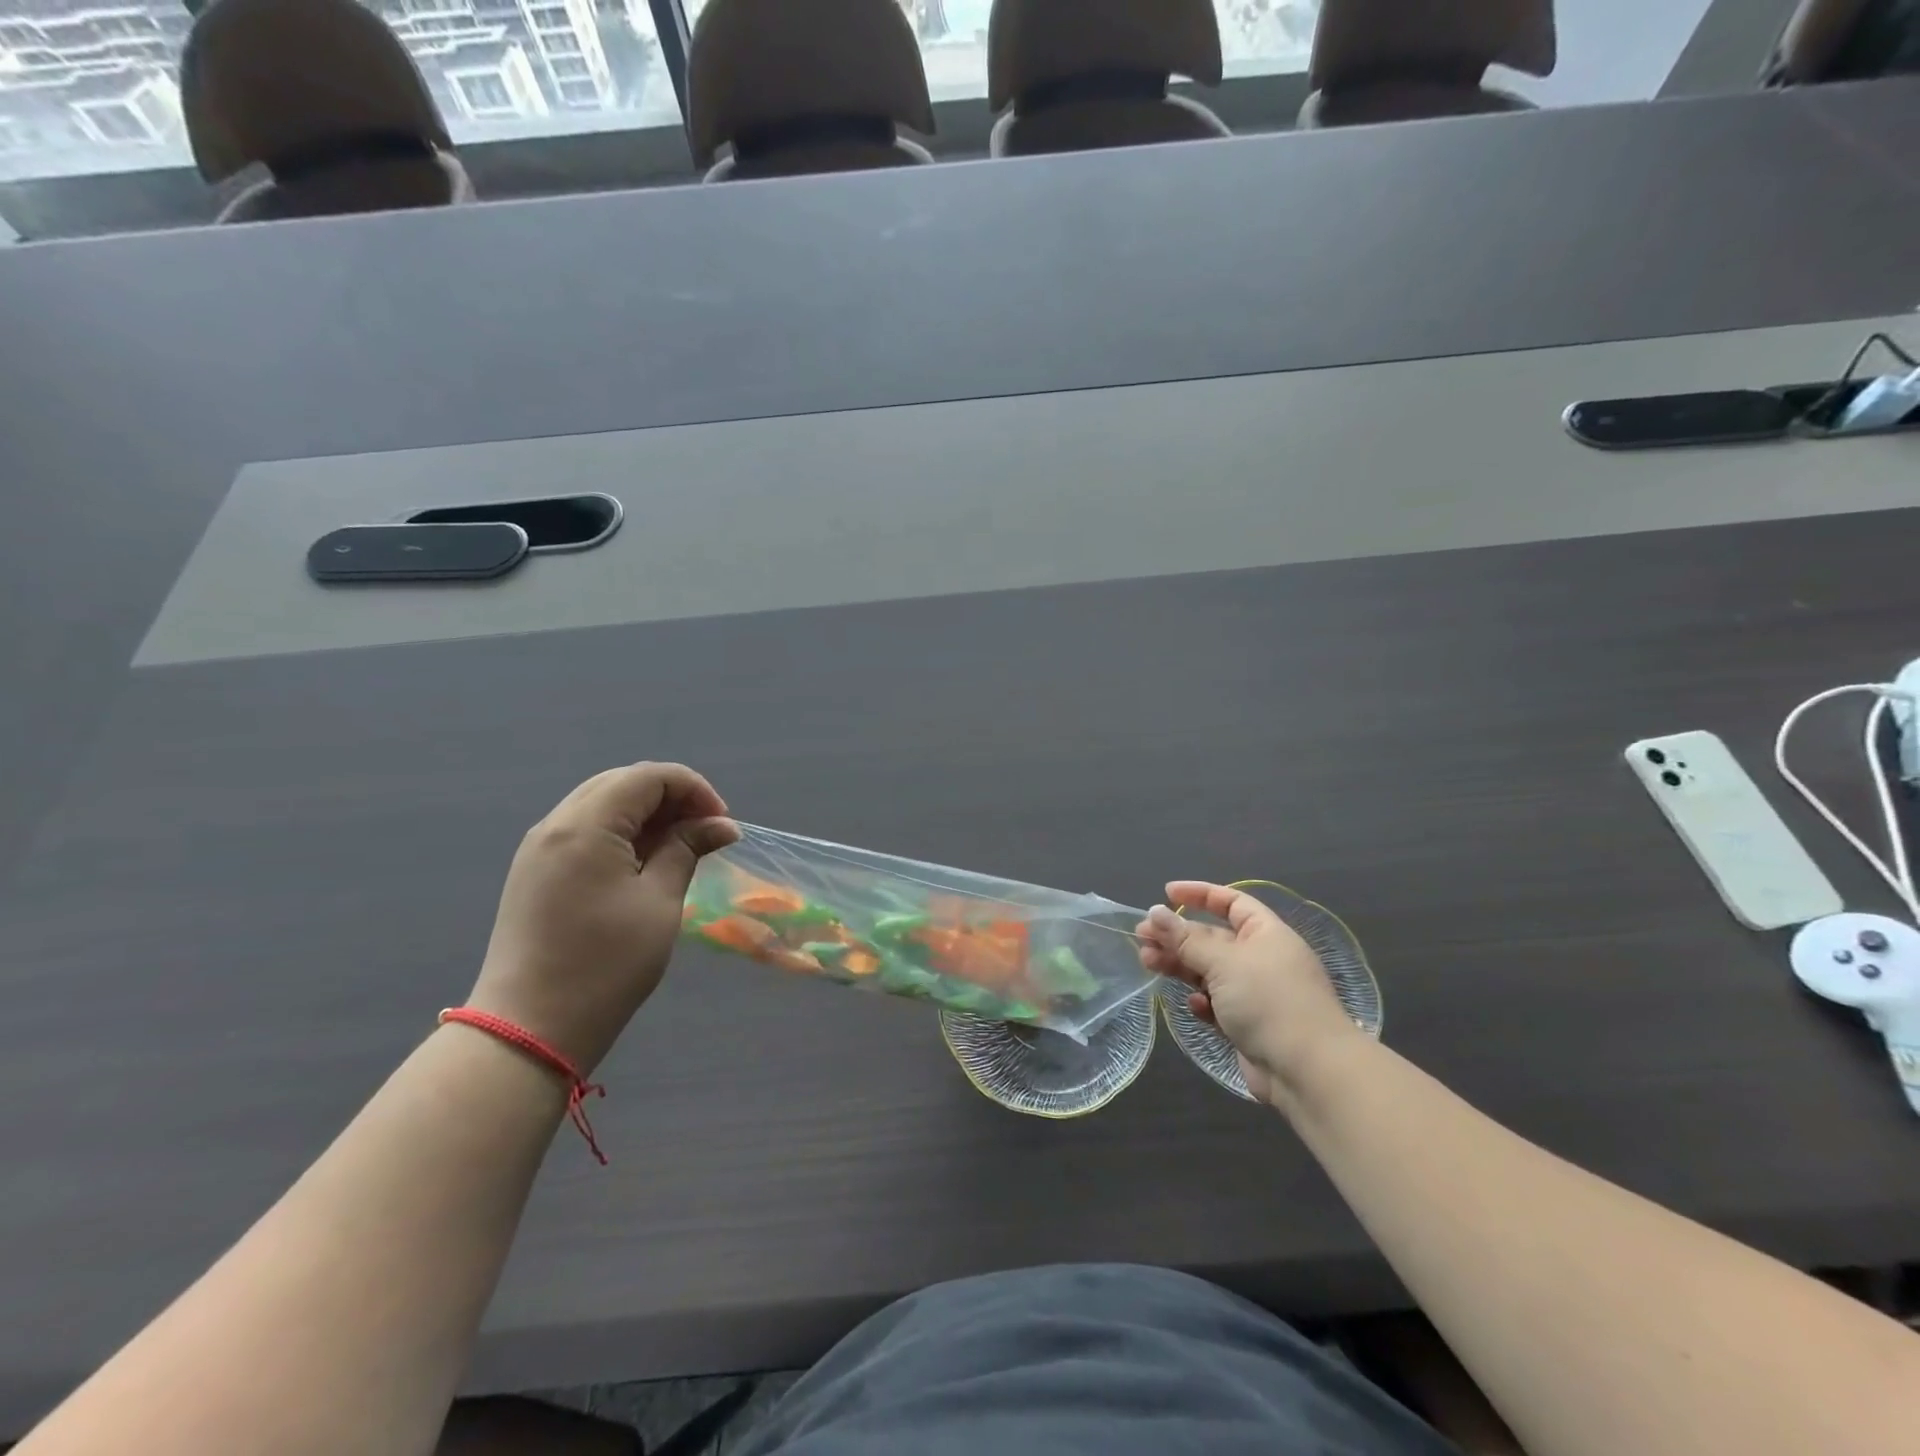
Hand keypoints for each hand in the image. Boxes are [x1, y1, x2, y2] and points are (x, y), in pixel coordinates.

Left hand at [463, 763, 738, 1072]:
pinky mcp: (534, 871)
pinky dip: (621, 831)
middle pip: (622, 782)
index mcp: (585, 825)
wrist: (528, 1029)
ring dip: (647, 813)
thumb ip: (687, 850)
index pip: (648, 776)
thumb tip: (721, 825)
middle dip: (671, 797)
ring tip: (681, 846)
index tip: (722, 824)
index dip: (694, 789)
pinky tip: (644, 862)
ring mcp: (539, 847)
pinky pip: (584, 829)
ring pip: (601, 803)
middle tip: (705, 832)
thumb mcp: (659, 902)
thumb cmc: (605, 965)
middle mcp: (555, 824)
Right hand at [1136, 881, 1366, 1108]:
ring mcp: (1255, 994)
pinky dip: (1202, 1002)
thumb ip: (1185, 938)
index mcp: (1265, 934)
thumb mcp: (1223, 962)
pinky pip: (1218, 1004)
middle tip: (1141, 937)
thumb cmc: (1268, 1000)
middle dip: (1177, 935)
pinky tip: (1193, 1006)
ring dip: (1180, 965)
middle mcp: (1261, 959)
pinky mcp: (1248, 1025)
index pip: (1231, 902)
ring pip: (1209, 971)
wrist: (1308, 1071)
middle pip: (1213, 938)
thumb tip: (1155, 911)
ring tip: (1147, 963)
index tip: (1166, 894)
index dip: (1199, 894)